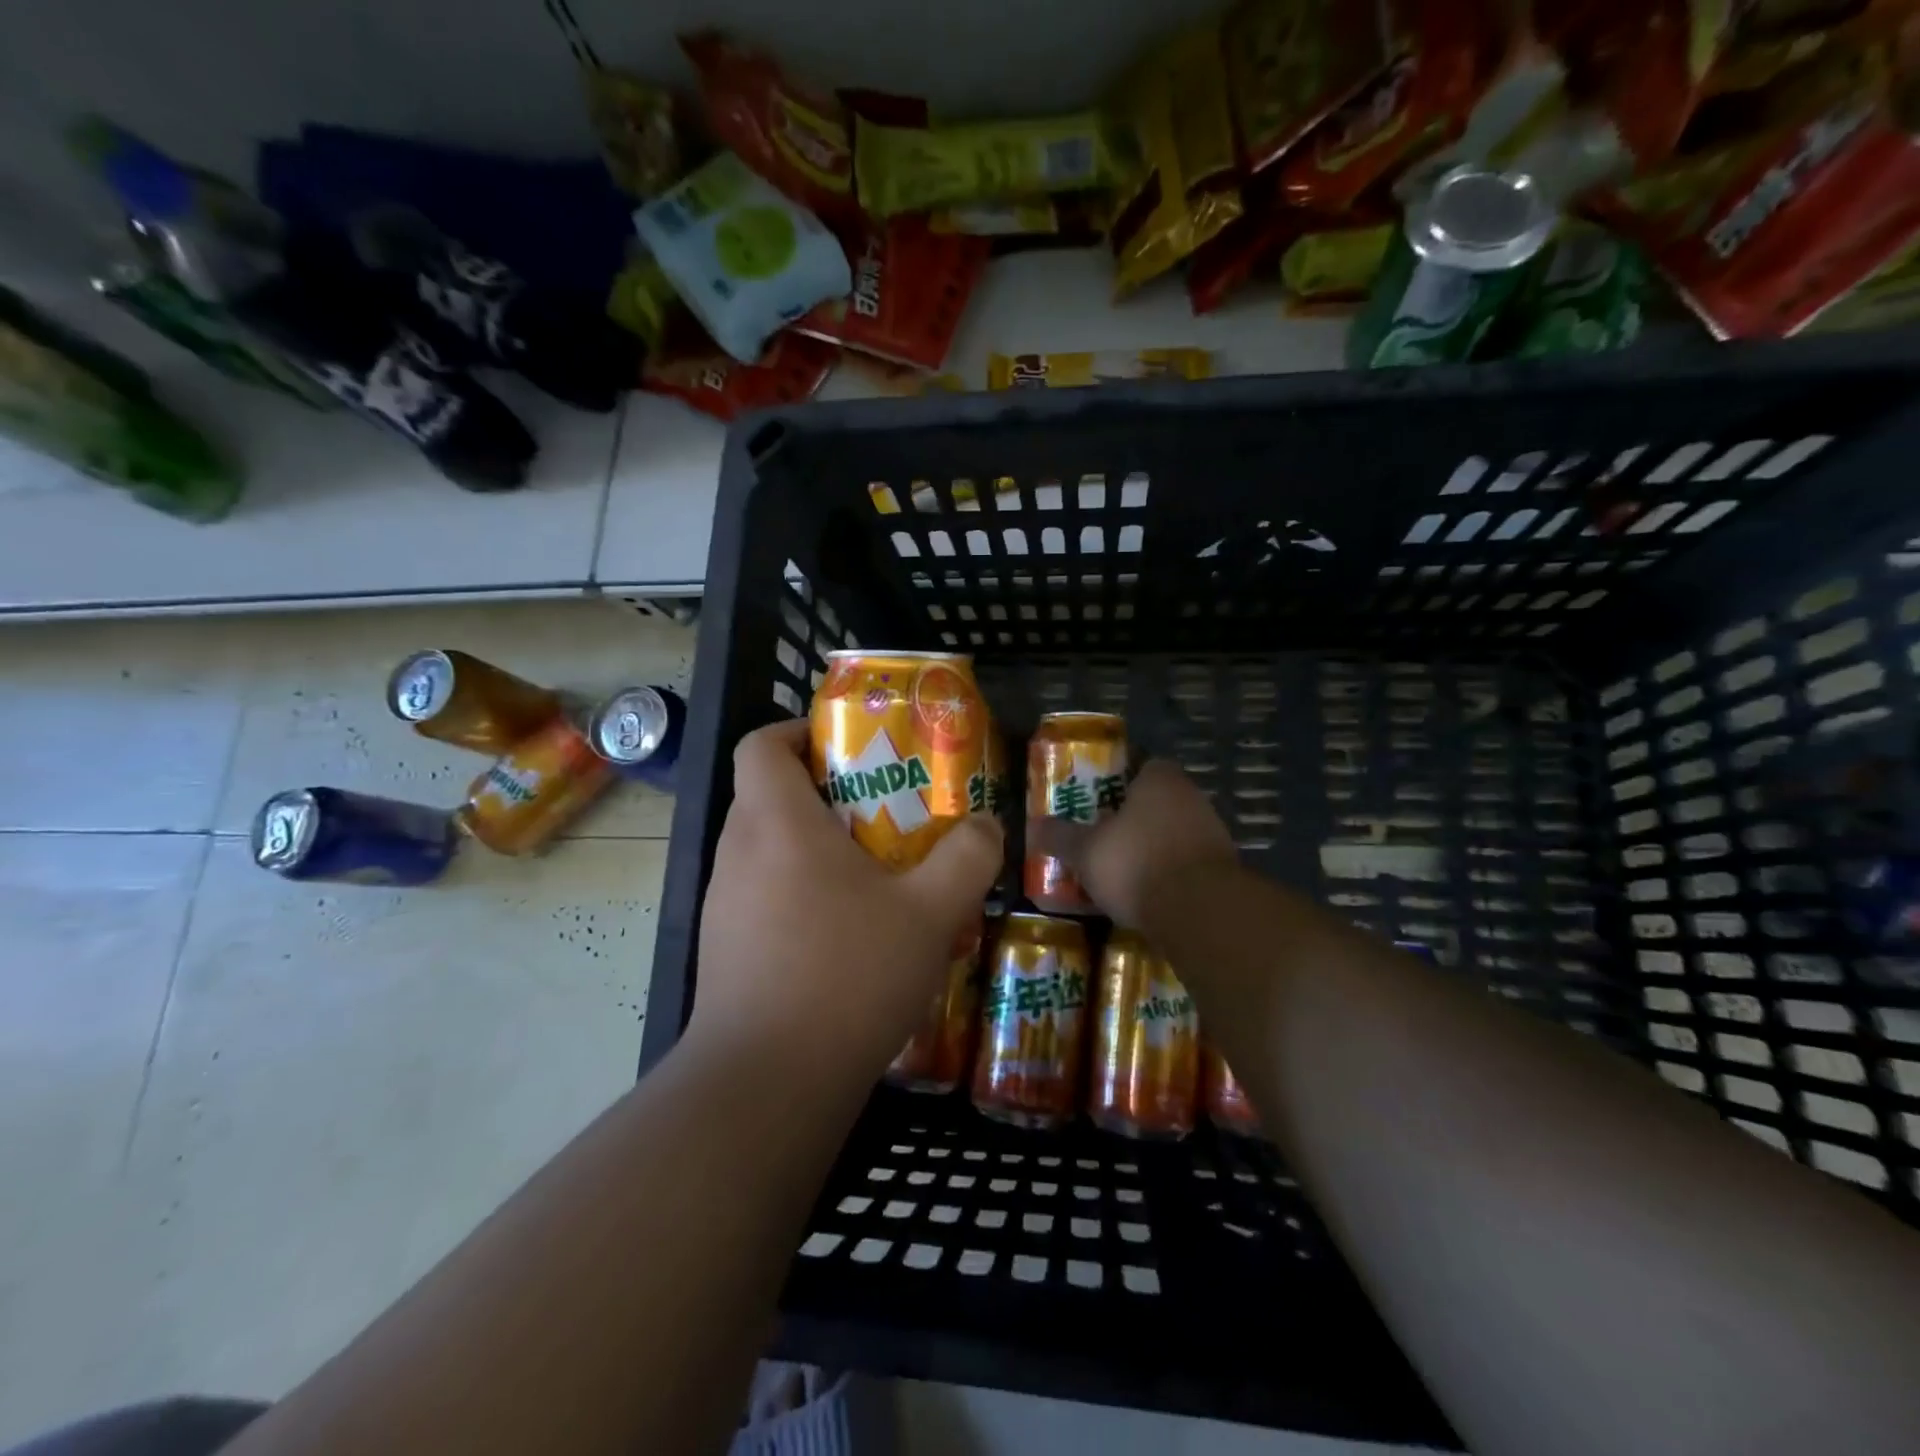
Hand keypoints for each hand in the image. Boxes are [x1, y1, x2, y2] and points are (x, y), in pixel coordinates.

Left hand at [691, 719, 1003, 1081]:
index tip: (848, 750)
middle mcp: (739, 853)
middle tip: (885, 814)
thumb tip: (986, 826)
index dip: (800, 732)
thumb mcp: (929, 913)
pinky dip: (804, 895)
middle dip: (827, 795)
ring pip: (770, 850)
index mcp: (777, 823)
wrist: (767, 1084)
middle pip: (771, 795)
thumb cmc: (847, 975)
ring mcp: (726, 904)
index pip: (763, 744)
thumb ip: (966, 858)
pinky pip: (766, 896)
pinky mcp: (726, 948)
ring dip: (819, 850)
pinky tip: (851, 937)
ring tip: (878, 878)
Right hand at [1068, 759, 1237, 926]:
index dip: (1119, 781)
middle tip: (1104, 835)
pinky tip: (1148, 893)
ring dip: (1152, 847)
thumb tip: (1034, 826)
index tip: (1098, 800)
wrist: (1200, 912)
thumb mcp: (1085, 851)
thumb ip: (1061, 836)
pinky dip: (1169, 874)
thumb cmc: (1136, 863)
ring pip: (1173, 833)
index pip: (1141, 765)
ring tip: (1122, 869)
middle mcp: (1192, 797)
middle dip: (1134, 818)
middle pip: (1158, 801)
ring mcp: (1213, 833)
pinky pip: (1187, 863)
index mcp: (1160, 780)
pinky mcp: (1223, 869)